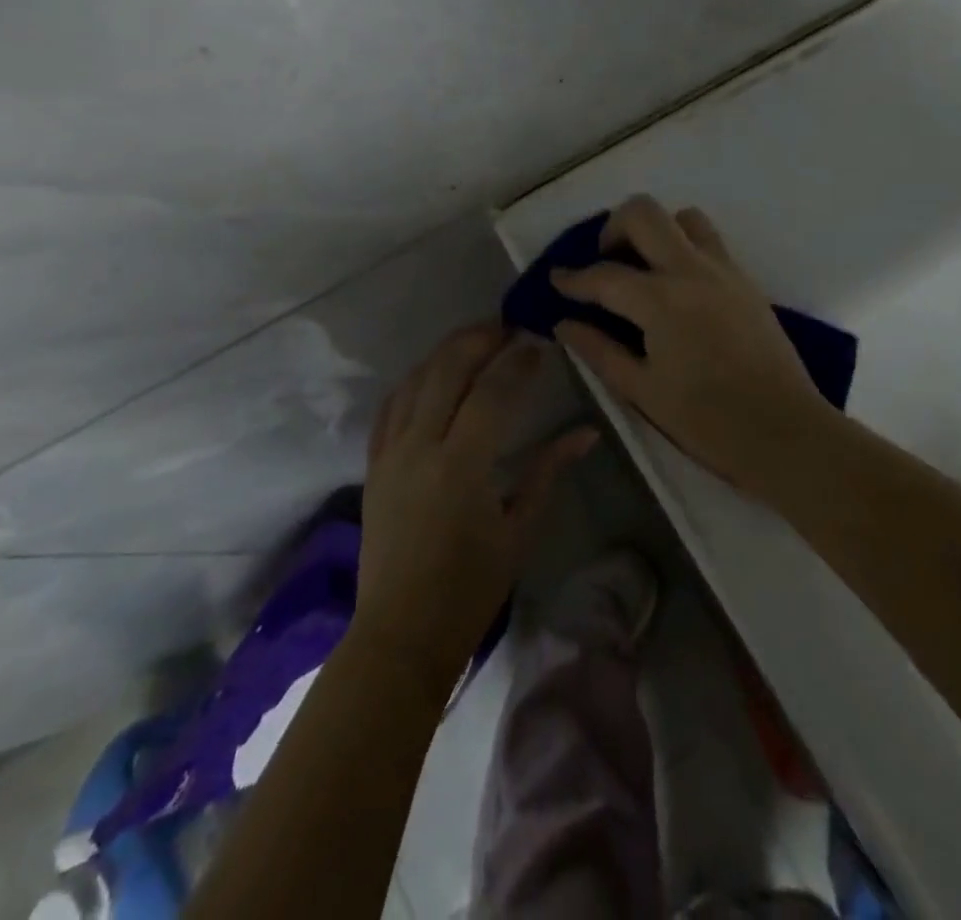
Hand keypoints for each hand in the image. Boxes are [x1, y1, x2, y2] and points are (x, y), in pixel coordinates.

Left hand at [354, 325, 595, 690]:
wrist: (401, 632)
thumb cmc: (470, 589)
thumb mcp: (520, 531)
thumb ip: (549, 471)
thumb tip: (587, 433)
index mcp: (461, 466)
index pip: (492, 392)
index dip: (518, 362)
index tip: (539, 345)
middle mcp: (420, 447)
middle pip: (447, 370)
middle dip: (479, 339)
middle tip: (507, 326)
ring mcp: (390, 453)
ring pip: (415, 380)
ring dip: (446, 352)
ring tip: (475, 339)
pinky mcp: (374, 463)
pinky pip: (390, 406)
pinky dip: (414, 380)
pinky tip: (432, 372)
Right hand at [552, 196, 831, 497]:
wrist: (786, 432)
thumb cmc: (708, 420)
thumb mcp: (642, 391)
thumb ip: (599, 351)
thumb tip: (564, 324)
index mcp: (661, 300)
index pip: (604, 275)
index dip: (573, 278)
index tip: (556, 280)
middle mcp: (691, 270)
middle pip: (643, 213)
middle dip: (612, 228)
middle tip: (604, 261)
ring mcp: (724, 270)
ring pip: (684, 218)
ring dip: (656, 231)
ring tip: (644, 266)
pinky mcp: (746, 281)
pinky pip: (710, 242)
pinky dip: (684, 247)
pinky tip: (677, 287)